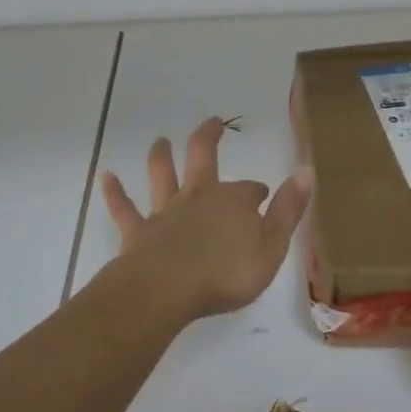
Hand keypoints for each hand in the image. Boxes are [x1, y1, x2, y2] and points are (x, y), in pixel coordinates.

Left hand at [99, 117, 312, 319]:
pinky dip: (114, 191)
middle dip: (208, 138)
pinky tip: (104, 176)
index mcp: (233, 202)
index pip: (248, 190)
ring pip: (161, 175)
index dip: (255, 192)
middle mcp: (198, 198)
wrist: (169, 289)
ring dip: (161, 156)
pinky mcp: (138, 232)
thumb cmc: (227, 272)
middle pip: (202, 158)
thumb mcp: (272, 245)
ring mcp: (165, 213)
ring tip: (160, 141)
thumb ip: (289, 210)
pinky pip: (124, 208)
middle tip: (212, 122)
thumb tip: (306, 171)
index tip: (262, 196)